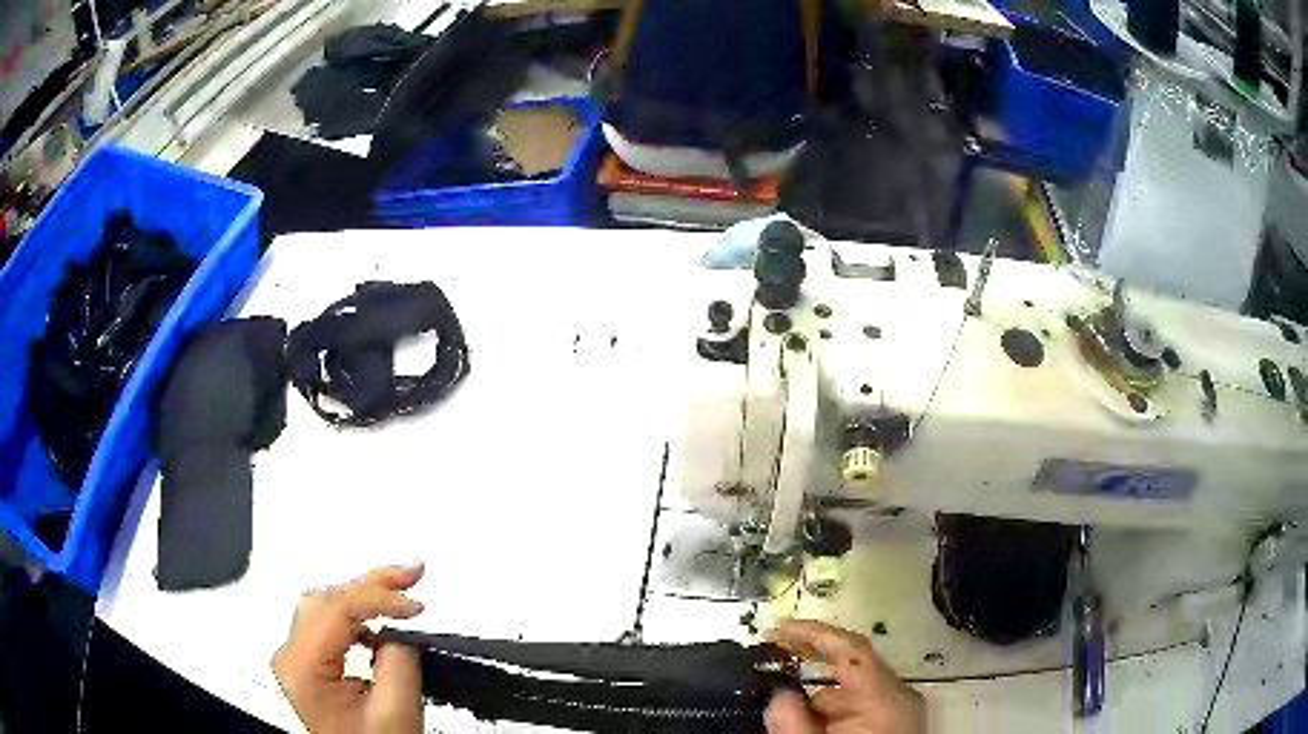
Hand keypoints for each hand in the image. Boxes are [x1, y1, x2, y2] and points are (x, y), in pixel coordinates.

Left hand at [272, 564, 426, 733]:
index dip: (379, 597)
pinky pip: (327, 623)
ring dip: (363, 593)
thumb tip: (402, 629)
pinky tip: (380, 617)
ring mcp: (295, 658)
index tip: (417, 605)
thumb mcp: (394, 713)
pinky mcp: (307, 663)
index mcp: (302, 667)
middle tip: (412, 574)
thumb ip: (399, 663)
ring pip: (324, 605)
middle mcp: (290, 656)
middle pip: (325, 599)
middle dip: (370, 583)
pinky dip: (356, 614)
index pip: (336, 609)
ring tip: (400, 586)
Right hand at [765, 619, 925, 733]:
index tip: (777, 629)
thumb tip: (776, 692)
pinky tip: (800, 714)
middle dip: (809, 653)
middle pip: (851, 662)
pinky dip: (825, 705)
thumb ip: (792, 722)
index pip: (852, 650)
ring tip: (774, 687)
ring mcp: (894, 707)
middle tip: (769, 646)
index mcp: (885, 699)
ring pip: (849, 685)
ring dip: (812, 688)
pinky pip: (854, 702)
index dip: (814, 633)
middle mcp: (895, 695)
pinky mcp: (889, 719)